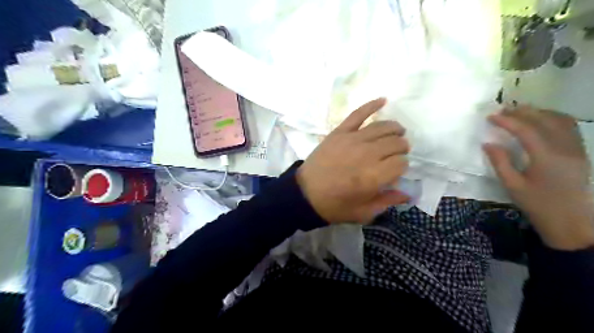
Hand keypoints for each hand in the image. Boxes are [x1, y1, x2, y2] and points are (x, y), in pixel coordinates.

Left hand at [296, 98, 410, 224]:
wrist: (304, 194)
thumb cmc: (334, 206)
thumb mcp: (362, 212)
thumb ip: (386, 202)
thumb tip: (407, 194)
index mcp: (374, 177)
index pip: (401, 163)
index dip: (402, 167)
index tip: (396, 171)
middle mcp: (367, 154)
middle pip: (395, 143)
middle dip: (401, 148)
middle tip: (398, 152)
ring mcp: (352, 140)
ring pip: (382, 127)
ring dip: (395, 129)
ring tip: (398, 132)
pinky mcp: (339, 132)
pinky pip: (358, 114)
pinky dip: (371, 105)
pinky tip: (383, 100)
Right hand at [482, 105, 593, 249]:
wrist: (571, 220)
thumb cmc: (538, 204)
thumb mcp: (512, 186)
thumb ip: (500, 163)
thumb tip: (488, 143)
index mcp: (547, 157)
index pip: (526, 130)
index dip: (507, 121)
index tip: (490, 116)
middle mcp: (565, 148)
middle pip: (544, 120)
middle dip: (522, 112)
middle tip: (502, 110)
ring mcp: (576, 148)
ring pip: (560, 120)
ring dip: (538, 112)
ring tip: (519, 112)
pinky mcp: (580, 151)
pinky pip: (569, 127)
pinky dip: (553, 118)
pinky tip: (540, 120)